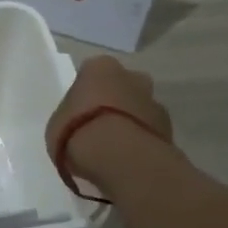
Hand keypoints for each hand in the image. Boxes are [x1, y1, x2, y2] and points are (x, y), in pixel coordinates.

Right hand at [45, 55, 175, 193]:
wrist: (120, 158)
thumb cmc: (77, 132)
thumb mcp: (57, 124)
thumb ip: (70, 118)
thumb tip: (79, 126)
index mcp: (100, 67)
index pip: (91, 72)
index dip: (86, 93)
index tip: (79, 112)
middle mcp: (132, 77)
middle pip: (122, 86)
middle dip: (115, 102)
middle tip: (99, 127)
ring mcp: (155, 102)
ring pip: (140, 109)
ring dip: (131, 123)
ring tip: (115, 150)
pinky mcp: (170, 130)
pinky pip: (150, 132)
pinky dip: (142, 142)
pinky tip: (128, 160)